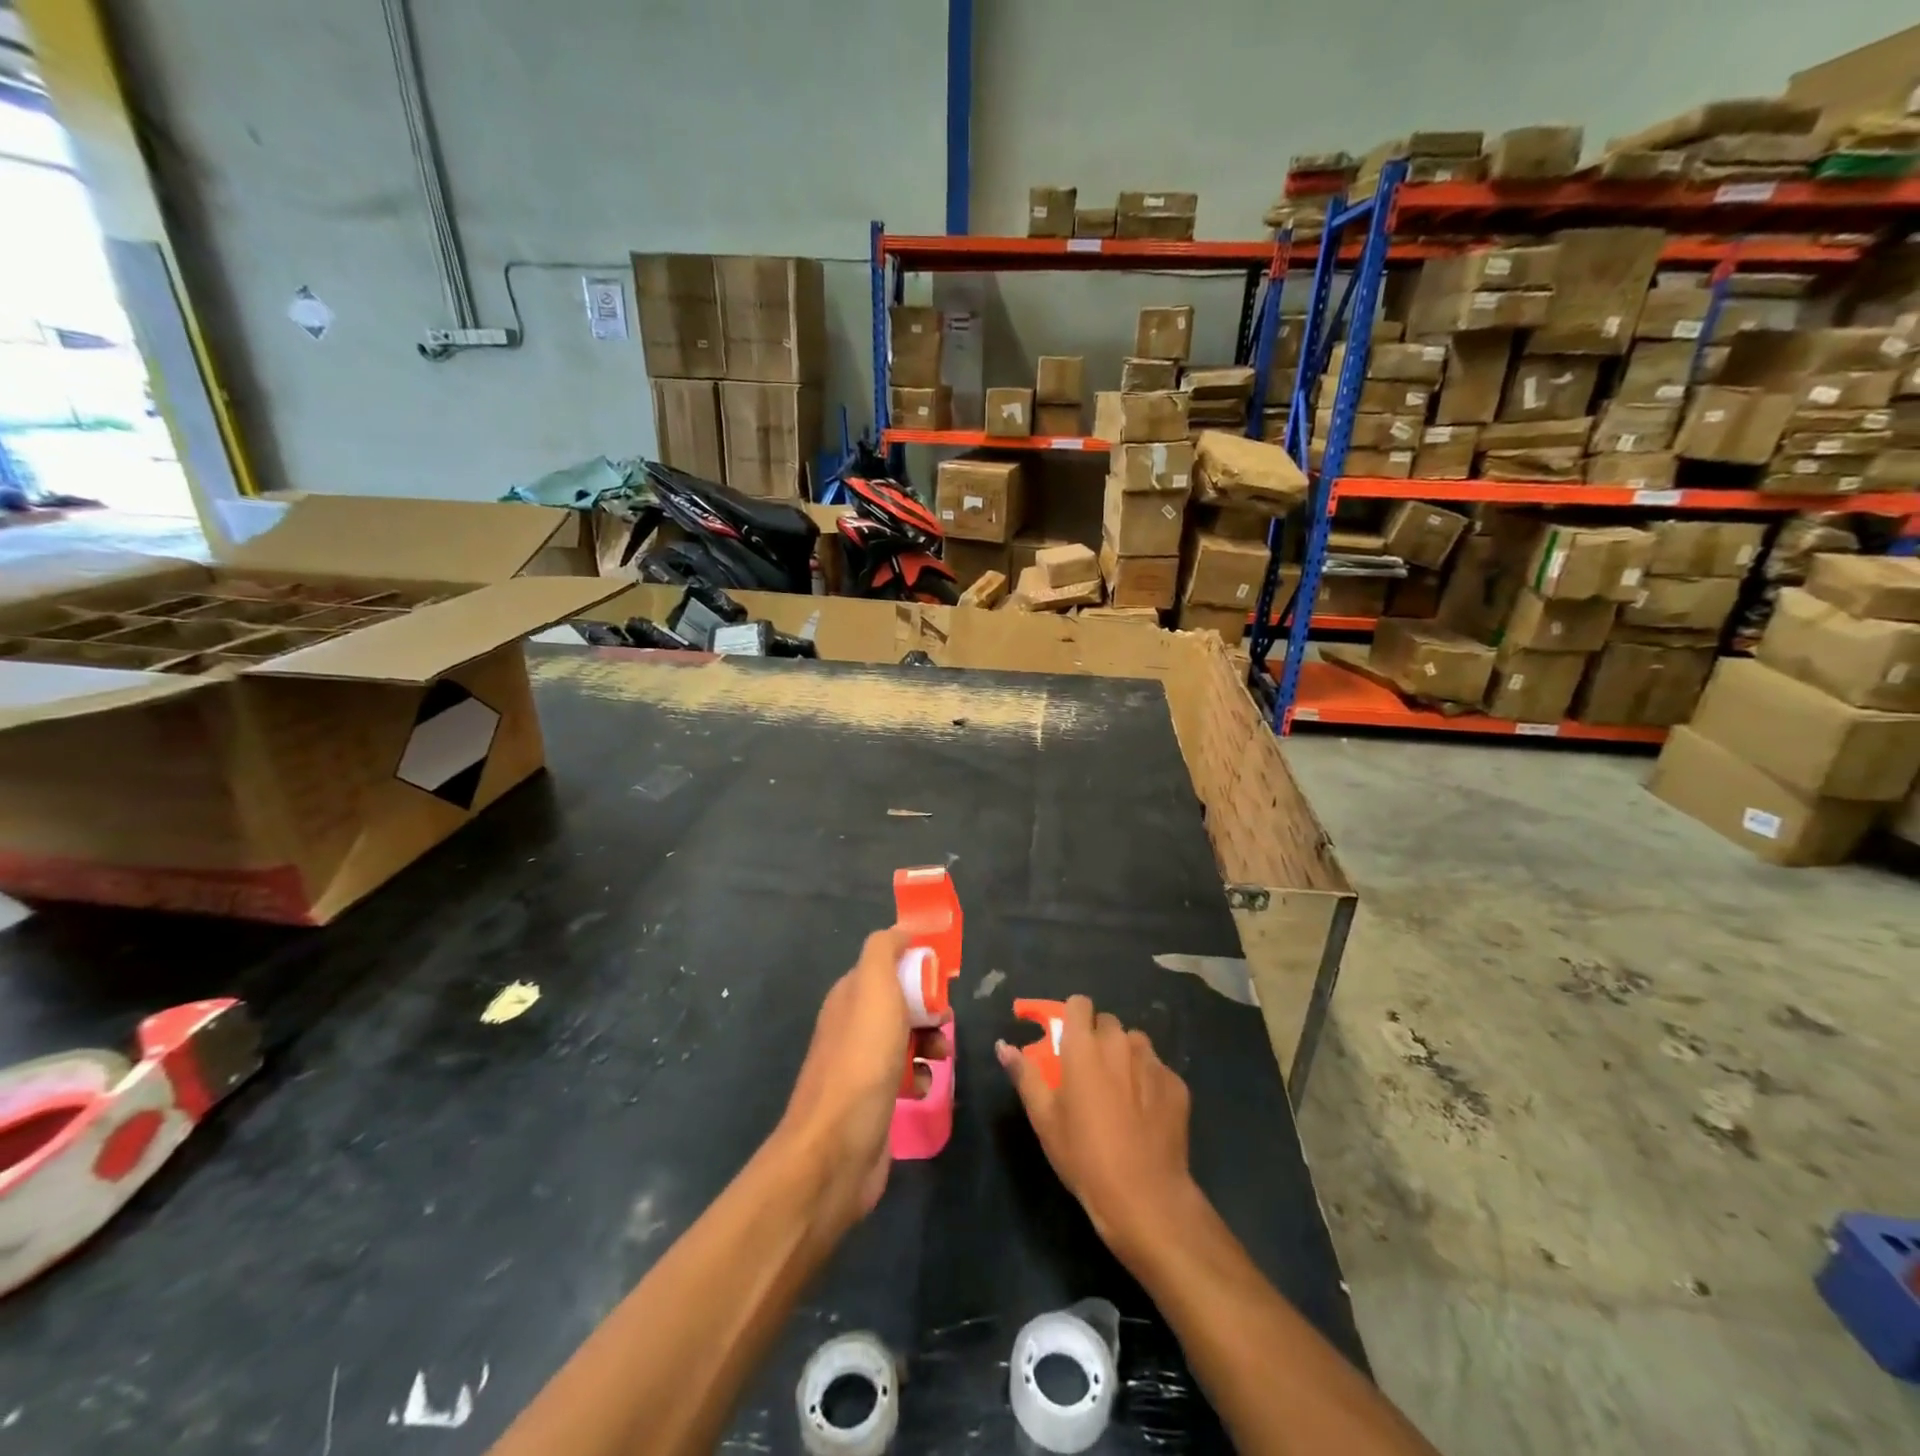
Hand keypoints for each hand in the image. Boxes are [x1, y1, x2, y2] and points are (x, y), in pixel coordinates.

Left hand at [778, 927, 950, 1232]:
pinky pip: (906, 1076)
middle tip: (945, 1020)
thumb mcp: (874, 988)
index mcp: (848, 996)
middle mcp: (851, 1026)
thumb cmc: (862, 1059)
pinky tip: (924, 1087)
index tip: (942, 978)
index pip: (886, 967)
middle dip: (929, 1009)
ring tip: (941, 1056)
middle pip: (900, 1003)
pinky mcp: (874, 1101)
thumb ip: (883, 951)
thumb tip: (901, 930)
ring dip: (930, 1043)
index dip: (915, 968)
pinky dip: (920, 1078)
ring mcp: (861, 1066)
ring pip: (906, 1040)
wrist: (838, 1147)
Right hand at [997, 995, 1195, 1260]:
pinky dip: (1149, 1081)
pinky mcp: (1176, 1084)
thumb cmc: (1084, 1155)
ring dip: (1125, 1056)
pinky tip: (1145, 1113)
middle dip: (1098, 1039)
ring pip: (1135, 1043)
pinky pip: (1157, 1069)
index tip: (1068, 1041)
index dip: (1073, 1017)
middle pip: (1107, 1023)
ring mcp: (1152, 1061)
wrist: (1144, 1195)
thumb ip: (1025, 1075)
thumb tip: (1003, 1045)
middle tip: (1090, 1073)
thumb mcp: (1044, 1119)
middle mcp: (1119, 1043)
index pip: (1079, 1003)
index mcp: (1083, 1046)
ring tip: (1120, 1092)